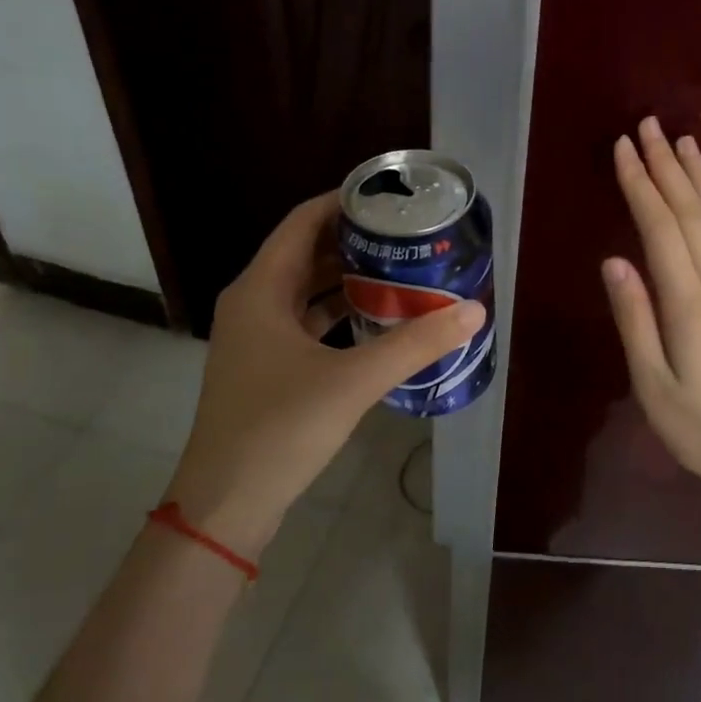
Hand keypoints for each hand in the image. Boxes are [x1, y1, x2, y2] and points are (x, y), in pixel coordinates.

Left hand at [168, 192, 484, 554]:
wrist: (226, 503)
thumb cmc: (280, 428)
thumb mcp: (354, 381)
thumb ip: (415, 344)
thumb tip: (474, 311)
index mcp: (261, 289)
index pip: (303, 222)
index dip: (343, 202)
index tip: (389, 197)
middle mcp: (253, 303)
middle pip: (306, 252)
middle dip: (355, 240)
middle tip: (407, 235)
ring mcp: (256, 338)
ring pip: (306, 290)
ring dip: (348, 278)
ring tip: (401, 270)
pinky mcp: (266, 367)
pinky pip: (306, 323)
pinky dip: (339, 314)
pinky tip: (377, 320)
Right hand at [601, 118, 700, 516]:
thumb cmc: (698, 428)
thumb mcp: (652, 383)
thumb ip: (635, 317)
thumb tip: (614, 260)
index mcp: (689, 303)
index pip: (660, 227)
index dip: (640, 184)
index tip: (623, 147)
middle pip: (691, 212)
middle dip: (667, 165)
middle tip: (649, 125)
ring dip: (699, 177)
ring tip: (685, 141)